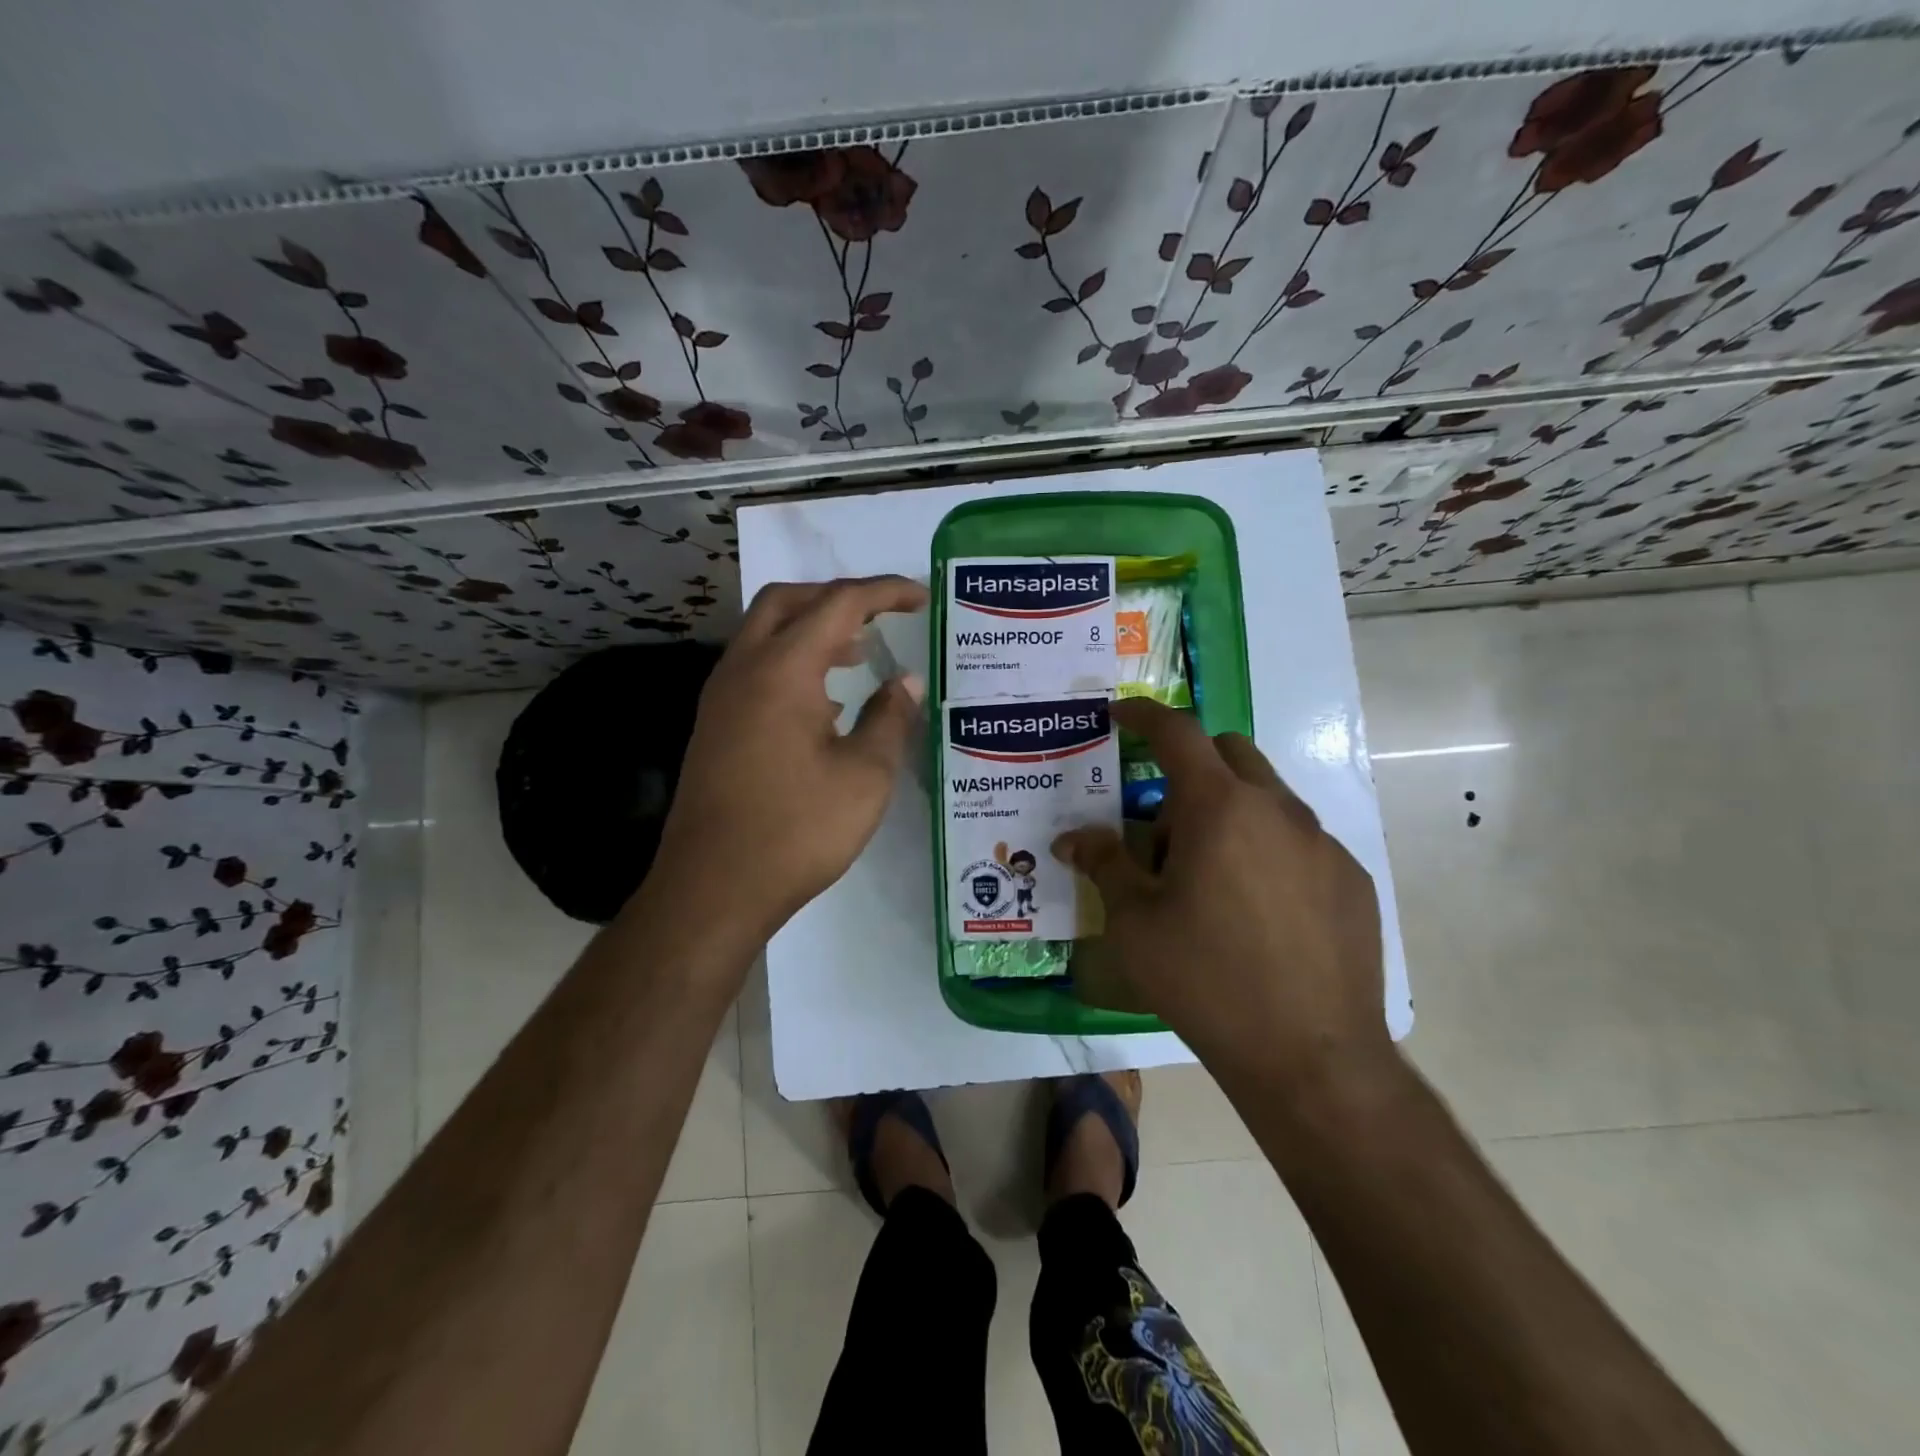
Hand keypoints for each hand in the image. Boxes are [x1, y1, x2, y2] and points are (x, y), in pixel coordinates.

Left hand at [647, 575, 928, 942]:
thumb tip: (907, 683)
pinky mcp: (715, 725)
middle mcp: (743, 669)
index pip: (839, 604)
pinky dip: (792, 661)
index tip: (921, 597)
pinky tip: (824, 702)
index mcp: (783, 670)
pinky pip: (755, 667)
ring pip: (766, 633)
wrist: (713, 887)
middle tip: (882, 616)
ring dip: (813, 629)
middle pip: (789, 601)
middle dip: (838, 597)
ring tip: (860, 654)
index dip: (885, 592)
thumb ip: (890, 718)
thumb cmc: (797, 830)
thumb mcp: (864, 776)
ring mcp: (722, 697)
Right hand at [1054, 698, 1389, 1086]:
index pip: (1178, 733)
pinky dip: (1267, 849)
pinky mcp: (1351, 880)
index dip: (1144, 715)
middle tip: (1164, 825)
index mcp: (1220, 808)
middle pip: (1230, 753)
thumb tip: (1073, 838)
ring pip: (1267, 798)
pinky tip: (1257, 912)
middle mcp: (1278, 810)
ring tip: (1208, 879)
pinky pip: (1300, 841)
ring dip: (1230, 812)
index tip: (1120, 714)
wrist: (1311, 1056)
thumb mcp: (1134, 923)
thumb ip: (1105, 864)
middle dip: (1191, 767)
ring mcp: (1323, 844)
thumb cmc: (1206, 980)